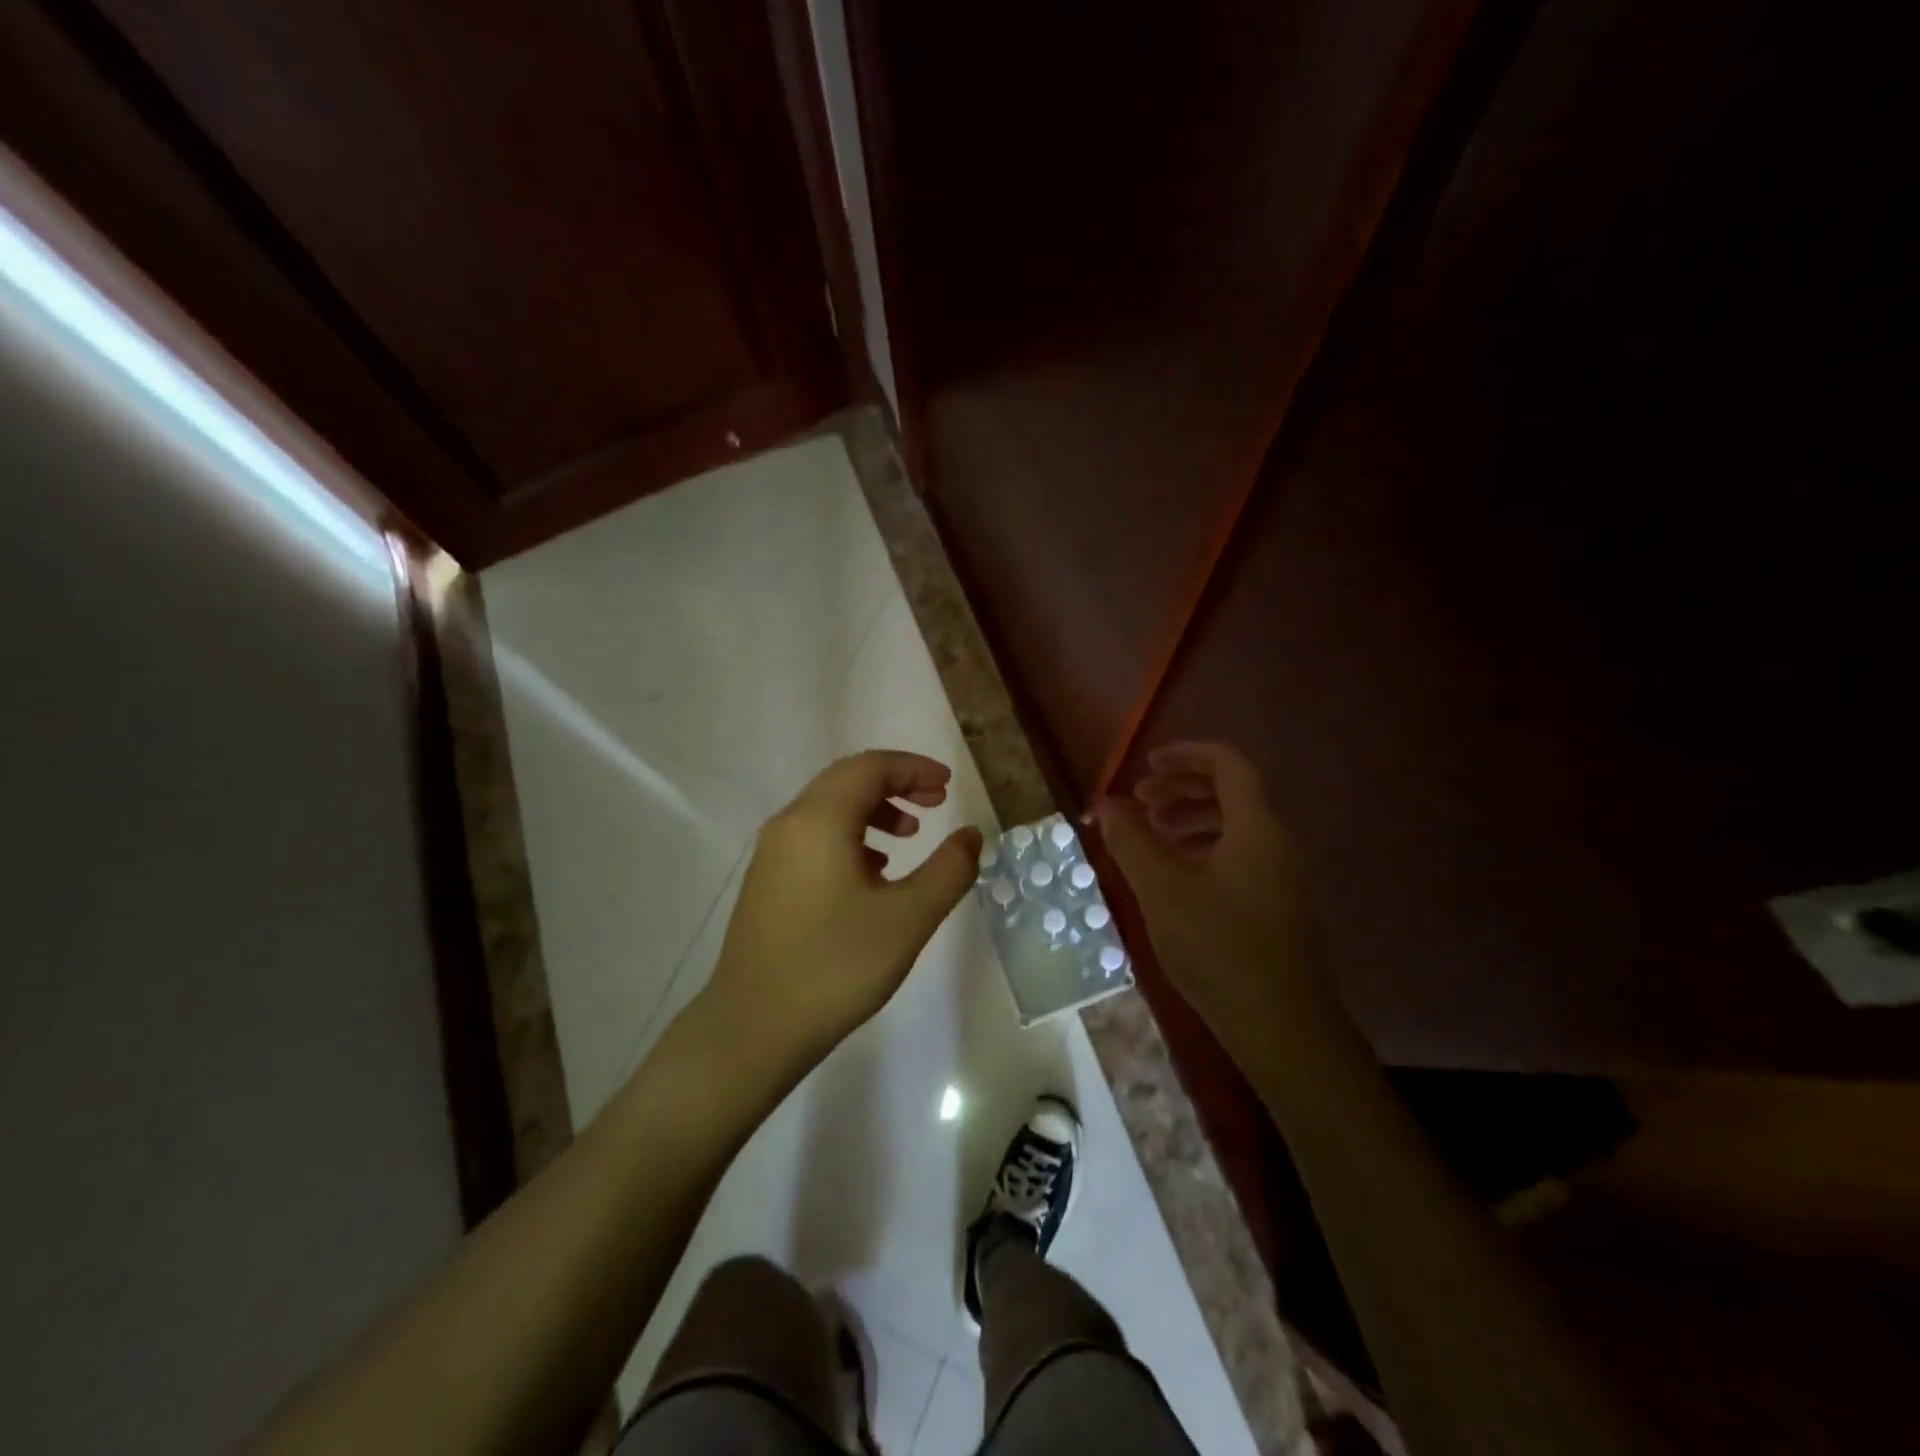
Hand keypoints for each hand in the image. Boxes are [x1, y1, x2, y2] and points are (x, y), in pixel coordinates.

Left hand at [703, 750, 983, 1065]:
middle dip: (895, 784)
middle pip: (846, 782)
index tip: (948, 784)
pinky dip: (850, 838)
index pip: (870, 767)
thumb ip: (948, 870)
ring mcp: (772, 855)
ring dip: (873, 811)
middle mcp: (789, 825)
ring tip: (909, 838)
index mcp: (819, 820)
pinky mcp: (766, 884)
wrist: (752, 1030)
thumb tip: (970, 835)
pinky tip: (873, 874)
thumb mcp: (907, 918)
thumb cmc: (835, 966)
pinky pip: (814, 839)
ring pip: (828, 811)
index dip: (913, 768)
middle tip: (935, 803)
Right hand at [1096, 742, 1318, 1039]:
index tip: (1144, 767)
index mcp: (1256, 827)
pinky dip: (1203, 846)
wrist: (1281, 1027)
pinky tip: (1173, 873)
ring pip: (1234, 823)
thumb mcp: (1162, 891)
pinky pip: (1239, 852)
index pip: (1228, 764)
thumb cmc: (1219, 949)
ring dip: (1190, 817)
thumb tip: (1105, 803)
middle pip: (1231, 790)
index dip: (1185, 755)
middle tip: (1138, 801)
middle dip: (1181, 787)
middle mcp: (1276, 840)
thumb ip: (1131, 841)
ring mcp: (1280, 873)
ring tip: (1149, 834)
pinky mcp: (1276, 901)